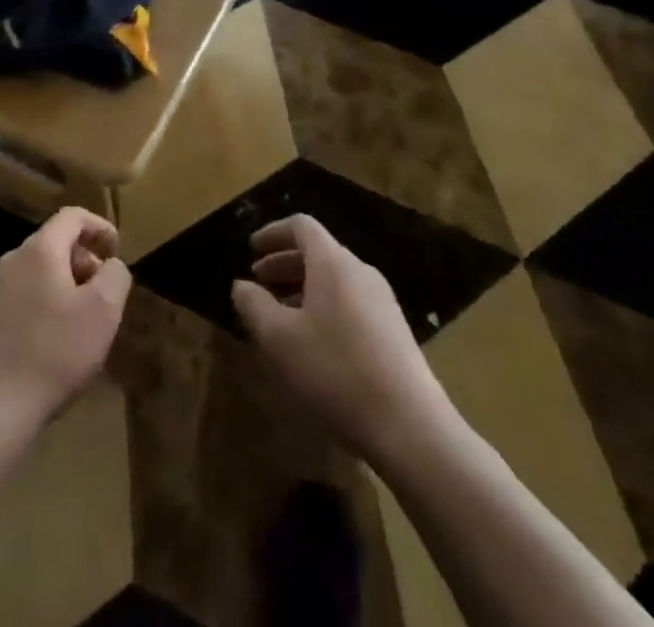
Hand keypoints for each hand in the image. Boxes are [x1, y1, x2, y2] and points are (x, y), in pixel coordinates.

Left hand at [0, 207, 131, 441]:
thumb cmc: (53, 353)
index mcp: (39, 250)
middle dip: (86, 261)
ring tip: (86, 322)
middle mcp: (13, 259)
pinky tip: (59, 342)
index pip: (72, 216)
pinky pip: (27, 295)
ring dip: (69, 285)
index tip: (117, 251)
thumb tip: (111, 265)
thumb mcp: (102, 312)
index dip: (100, 226)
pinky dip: (49, 304)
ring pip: (42, 271)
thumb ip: (115, 276)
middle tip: (106, 295)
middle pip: (56, 243)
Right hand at [232, 214, 455, 462]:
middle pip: (318, 252)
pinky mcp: (394, 331)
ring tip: (280, 318)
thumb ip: (254, 305)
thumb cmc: (336, 372)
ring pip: (334, 280)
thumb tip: (241, 285)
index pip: (301, 226)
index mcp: (333, 263)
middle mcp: (360, 272)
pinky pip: (350, 302)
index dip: (273, 232)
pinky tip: (313, 343)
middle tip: (259, 284)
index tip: (251, 249)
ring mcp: (382, 302)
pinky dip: (324, 307)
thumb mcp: (280, 340)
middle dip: (284, 263)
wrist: (411, 428)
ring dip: (303, 289)